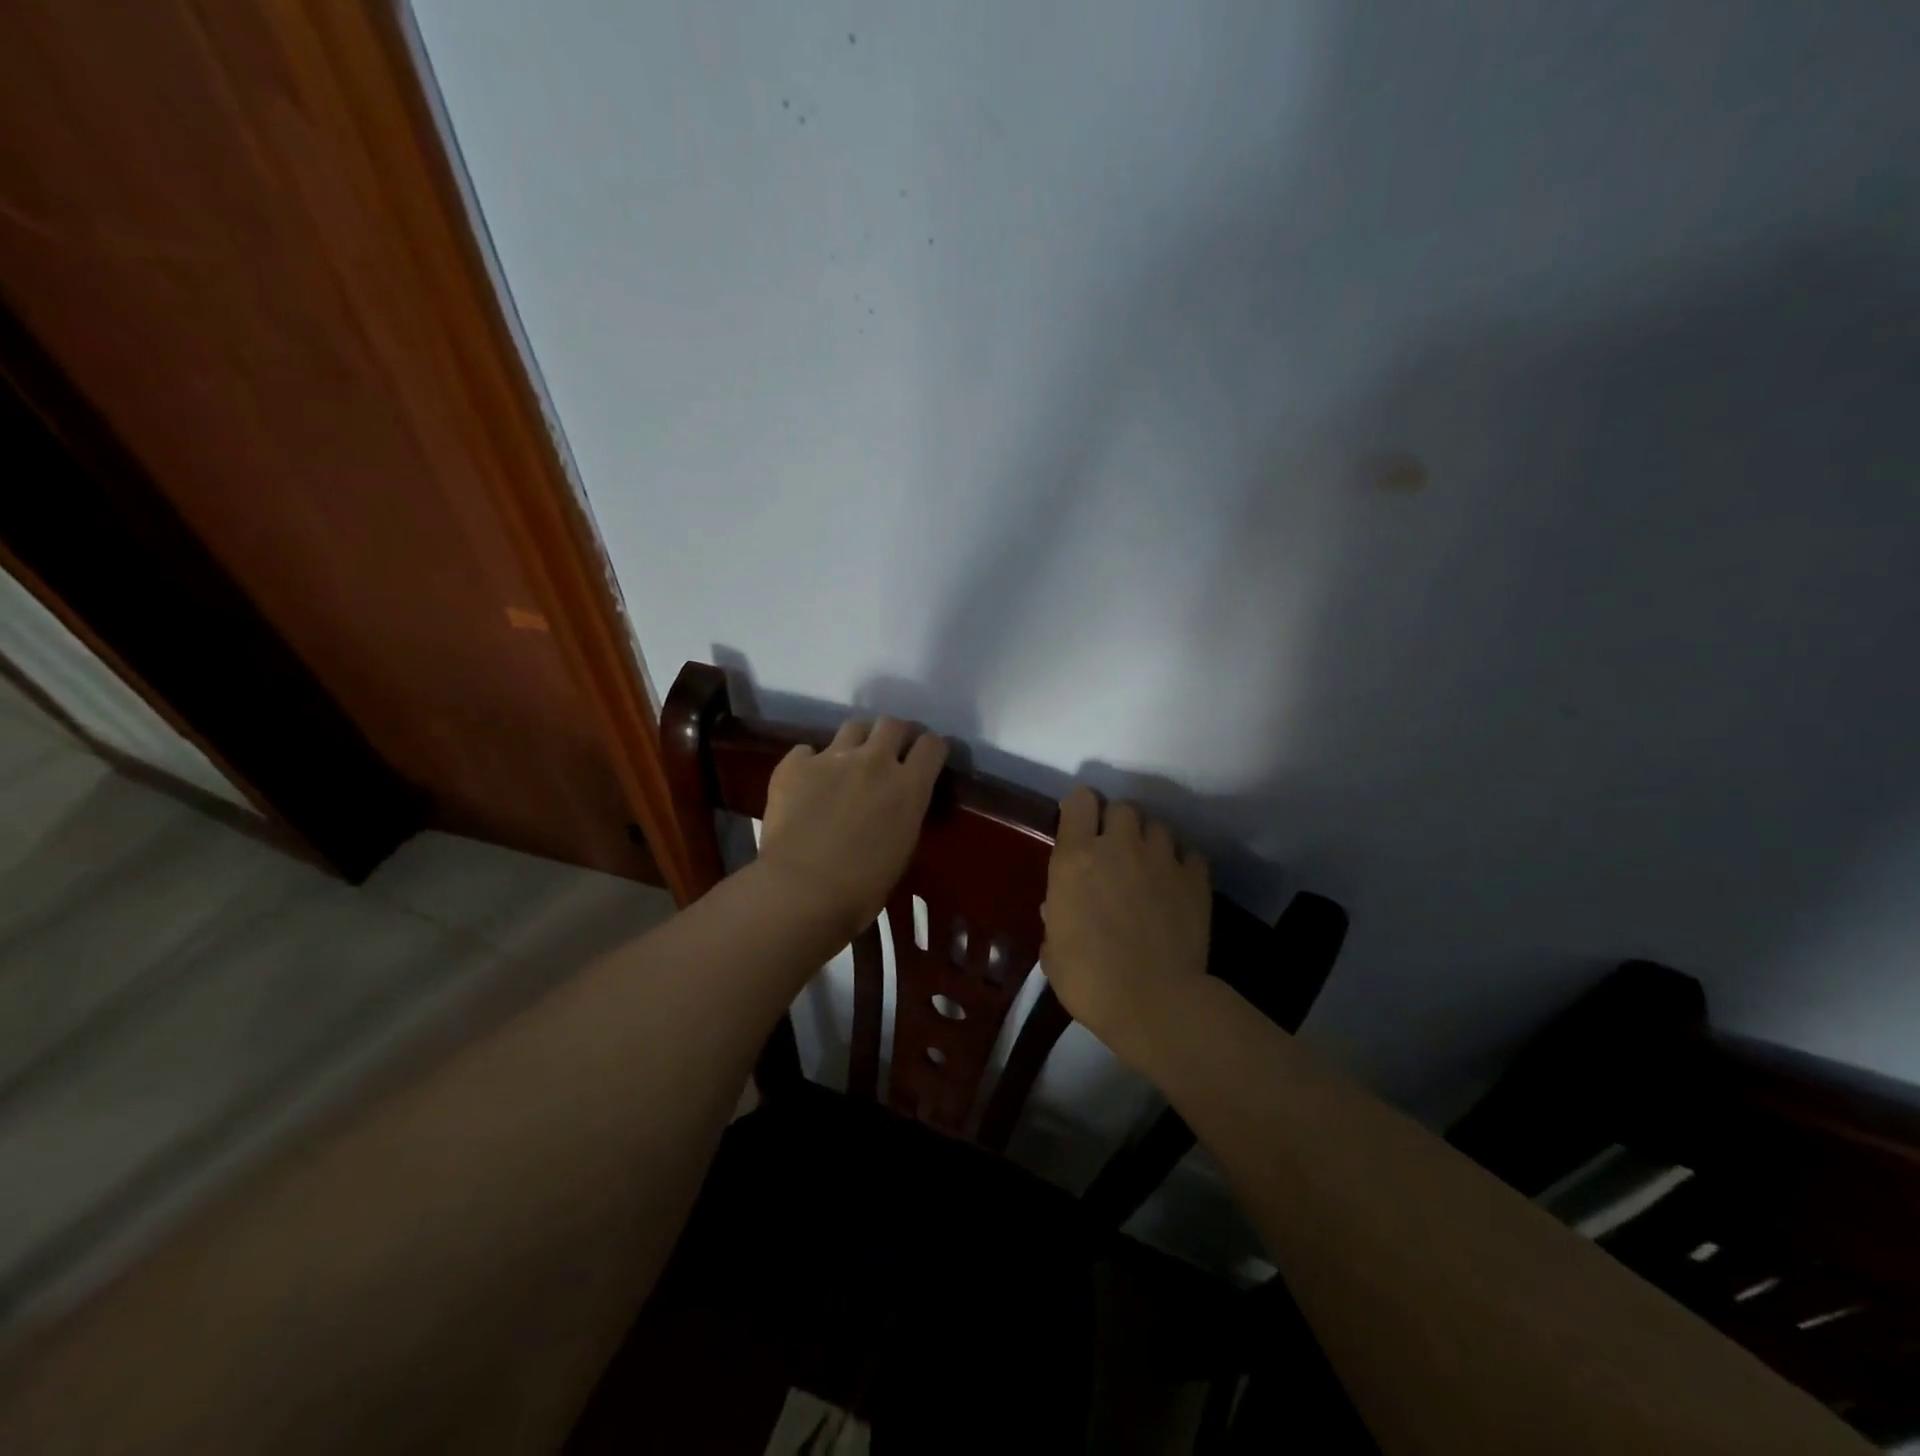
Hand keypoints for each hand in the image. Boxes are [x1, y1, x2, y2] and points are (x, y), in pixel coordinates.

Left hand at [758, 717, 947, 938]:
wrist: (800, 891)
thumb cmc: (861, 888)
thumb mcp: (902, 850)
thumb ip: (904, 815)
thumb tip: (896, 807)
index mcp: (909, 786)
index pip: (932, 745)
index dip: (931, 749)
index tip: (927, 759)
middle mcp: (875, 761)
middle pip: (893, 723)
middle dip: (895, 735)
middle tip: (889, 755)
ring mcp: (832, 758)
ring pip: (854, 726)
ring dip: (858, 739)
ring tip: (850, 759)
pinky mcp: (794, 765)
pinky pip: (806, 750)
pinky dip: (810, 762)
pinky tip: (806, 782)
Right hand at [1041, 787, 1210, 1065]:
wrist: (1154, 1003)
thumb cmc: (1090, 980)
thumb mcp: (1054, 950)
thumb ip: (1055, 919)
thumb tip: (1056, 908)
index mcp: (1075, 858)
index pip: (1080, 800)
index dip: (1080, 808)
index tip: (1079, 825)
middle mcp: (1118, 846)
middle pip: (1122, 807)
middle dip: (1117, 823)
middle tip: (1114, 850)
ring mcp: (1161, 859)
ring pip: (1158, 826)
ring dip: (1149, 841)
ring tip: (1148, 866)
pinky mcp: (1195, 878)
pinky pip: (1190, 854)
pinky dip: (1182, 863)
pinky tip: (1177, 883)